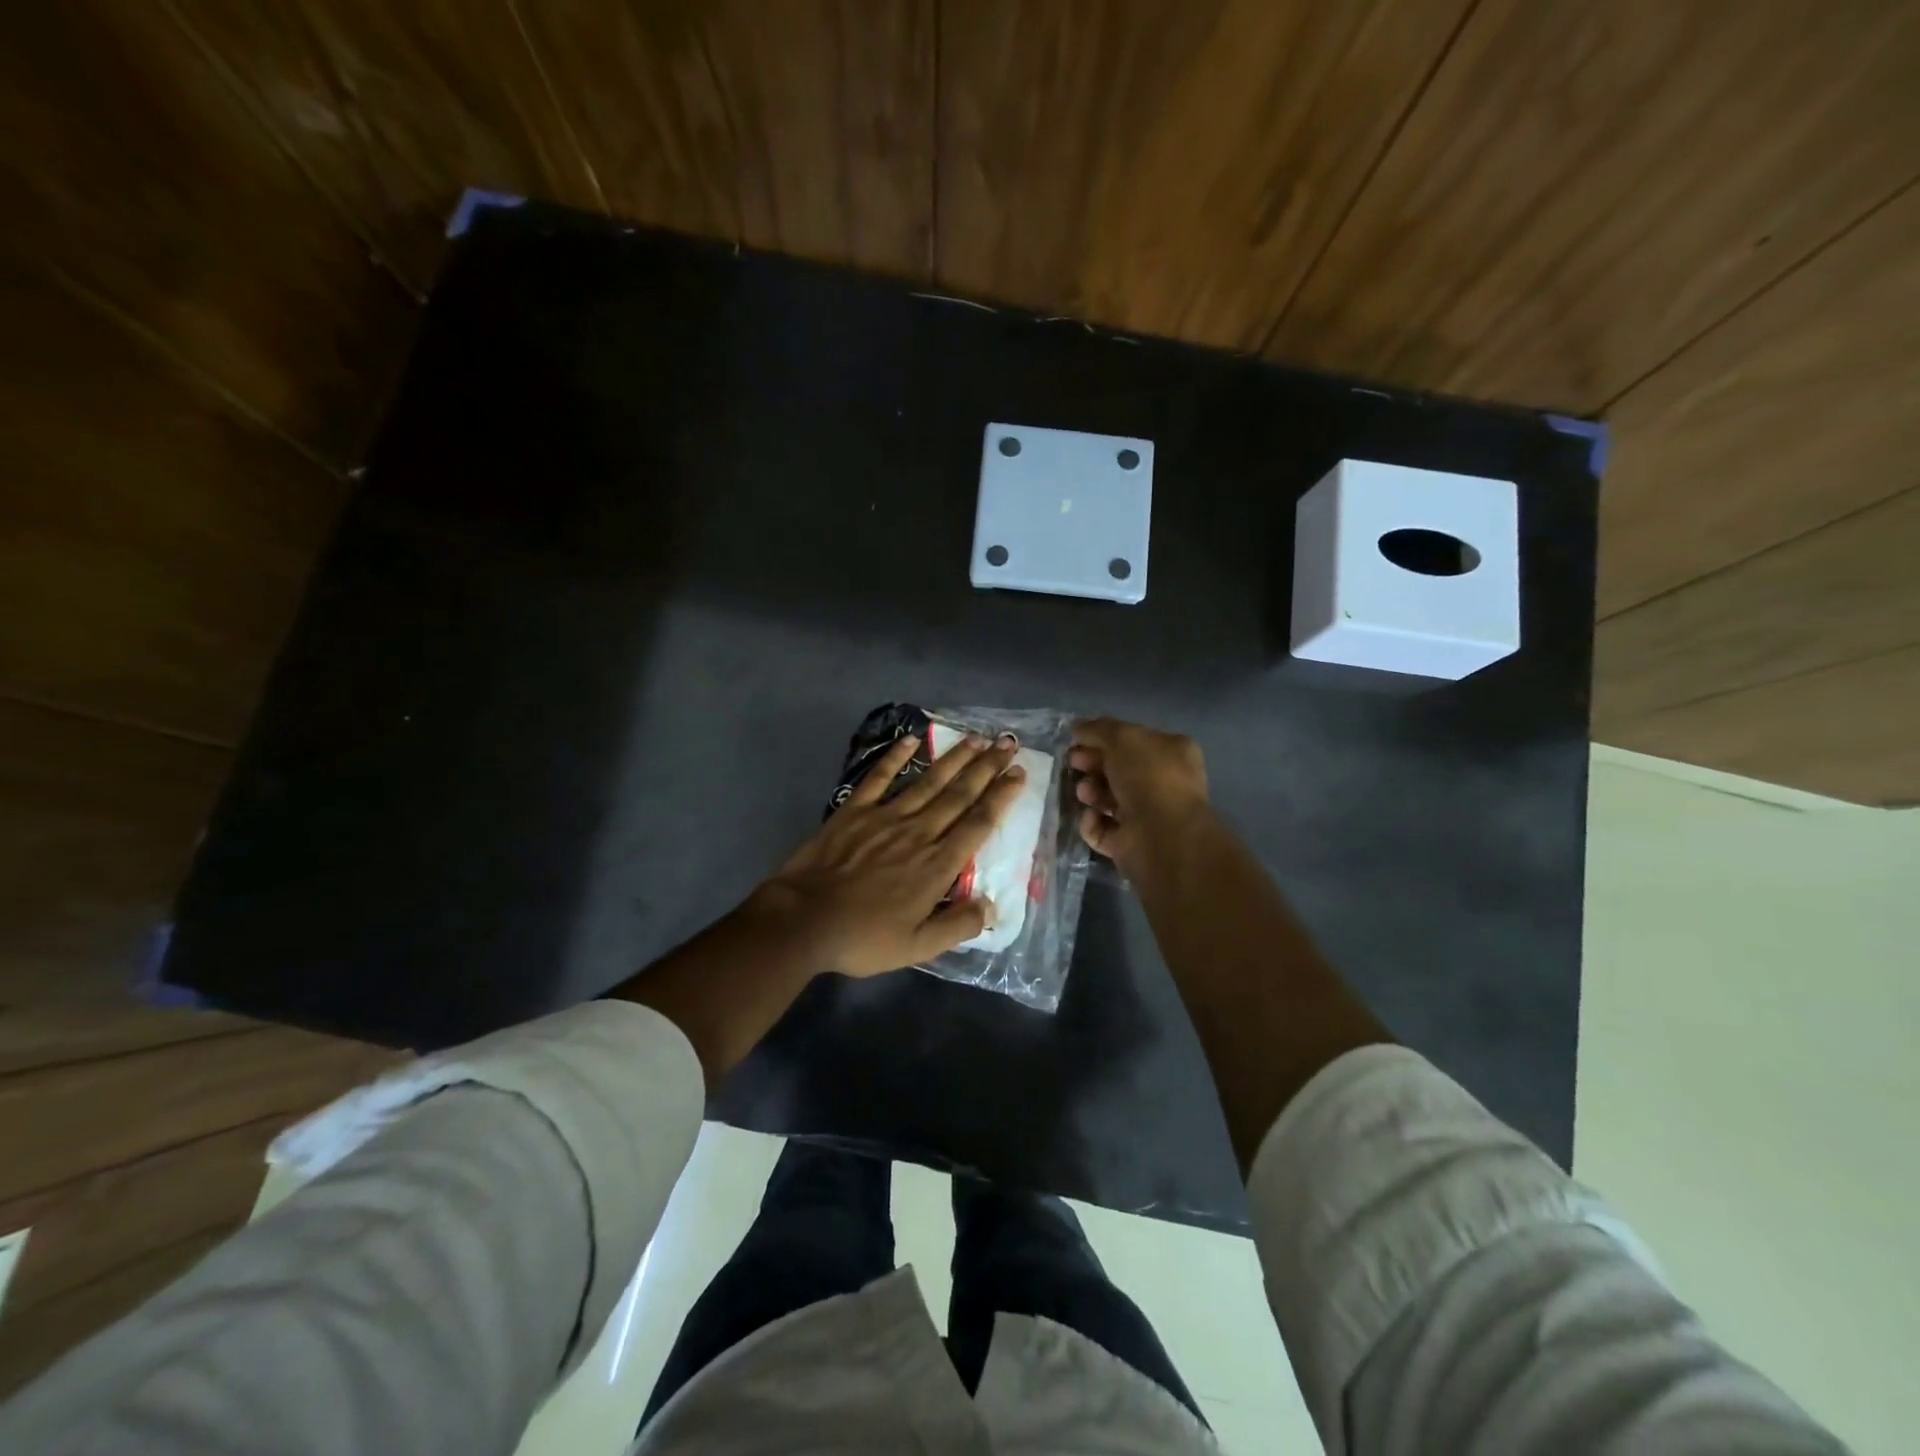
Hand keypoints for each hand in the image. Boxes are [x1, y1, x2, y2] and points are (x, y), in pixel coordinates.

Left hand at [749, 733, 1026, 977]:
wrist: (804, 920)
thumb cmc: (863, 938)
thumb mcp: (917, 947)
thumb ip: (957, 927)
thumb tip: (992, 907)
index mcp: (937, 865)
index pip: (978, 824)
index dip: (1001, 797)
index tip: (1019, 774)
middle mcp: (918, 833)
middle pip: (959, 795)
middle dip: (987, 768)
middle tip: (1008, 744)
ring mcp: (885, 817)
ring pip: (928, 782)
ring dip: (954, 759)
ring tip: (977, 738)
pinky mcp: (855, 810)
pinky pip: (879, 777)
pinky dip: (895, 756)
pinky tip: (911, 739)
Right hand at [1068, 717, 1210, 872]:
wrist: (1161, 835)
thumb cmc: (1148, 777)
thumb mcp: (1122, 737)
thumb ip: (1098, 729)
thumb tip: (1078, 727)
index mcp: (1171, 753)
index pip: (1133, 741)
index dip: (1103, 738)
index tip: (1077, 740)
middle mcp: (1163, 783)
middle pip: (1118, 769)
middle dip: (1092, 764)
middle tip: (1073, 763)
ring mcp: (1148, 815)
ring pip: (1109, 798)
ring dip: (1091, 792)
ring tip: (1084, 793)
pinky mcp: (1130, 843)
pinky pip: (1103, 828)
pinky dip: (1092, 822)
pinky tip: (1091, 817)